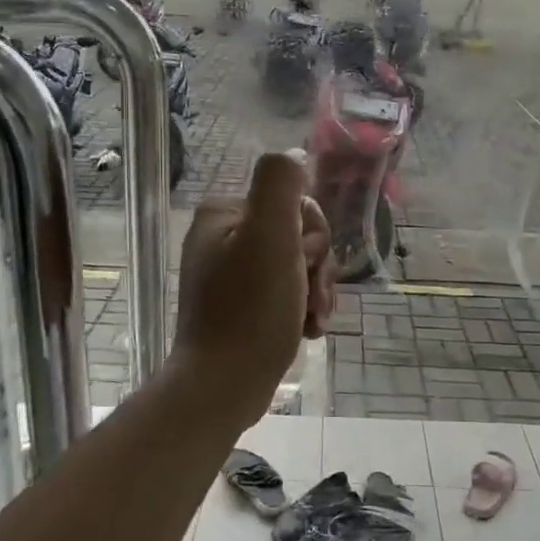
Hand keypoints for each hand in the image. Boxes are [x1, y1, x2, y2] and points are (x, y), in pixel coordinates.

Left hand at [174, 150, 334, 408]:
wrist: (223, 386)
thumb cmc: (250, 310)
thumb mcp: (270, 236)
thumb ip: (281, 185)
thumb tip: (294, 154)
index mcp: (224, 214)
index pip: (295, 206)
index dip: (314, 237)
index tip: (308, 266)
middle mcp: (223, 238)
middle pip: (298, 237)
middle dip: (316, 270)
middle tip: (311, 300)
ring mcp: (230, 275)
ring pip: (298, 268)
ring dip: (315, 293)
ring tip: (313, 322)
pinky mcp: (240, 307)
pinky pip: (286, 294)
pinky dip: (302, 311)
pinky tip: (307, 331)